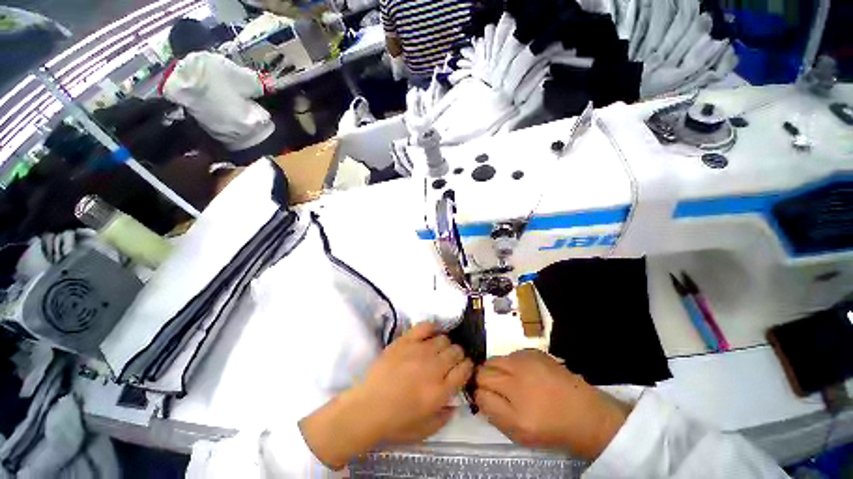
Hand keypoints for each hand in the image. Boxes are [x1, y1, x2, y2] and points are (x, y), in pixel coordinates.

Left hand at [299, 322, 472, 468]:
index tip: (463, 367)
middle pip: (456, 351)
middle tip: (450, 360)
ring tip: (438, 350)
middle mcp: (434, 367)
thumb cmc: (396, 422)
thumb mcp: (424, 430)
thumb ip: (444, 417)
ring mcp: (419, 351)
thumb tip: (455, 403)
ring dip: (445, 344)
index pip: (465, 369)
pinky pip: (425, 326)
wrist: (368, 407)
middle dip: (457, 355)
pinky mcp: (406, 341)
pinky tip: (430, 334)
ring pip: (443, 339)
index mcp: (441, 391)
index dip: (467, 367)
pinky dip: (431, 328)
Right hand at [474, 349, 630, 459]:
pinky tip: (522, 374)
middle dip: (483, 378)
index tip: (483, 397)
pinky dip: (510, 363)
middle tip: (494, 389)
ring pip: (495, 359)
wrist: (586, 414)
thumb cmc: (551, 429)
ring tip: (509, 382)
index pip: (480, 387)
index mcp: (514, 400)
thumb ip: (493, 412)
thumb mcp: (518, 432)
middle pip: (484, 369)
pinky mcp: (535, 352)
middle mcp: (517, 374)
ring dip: (496, 369)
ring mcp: (526, 360)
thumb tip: (478, 394)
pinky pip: (511, 354)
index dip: (478, 392)